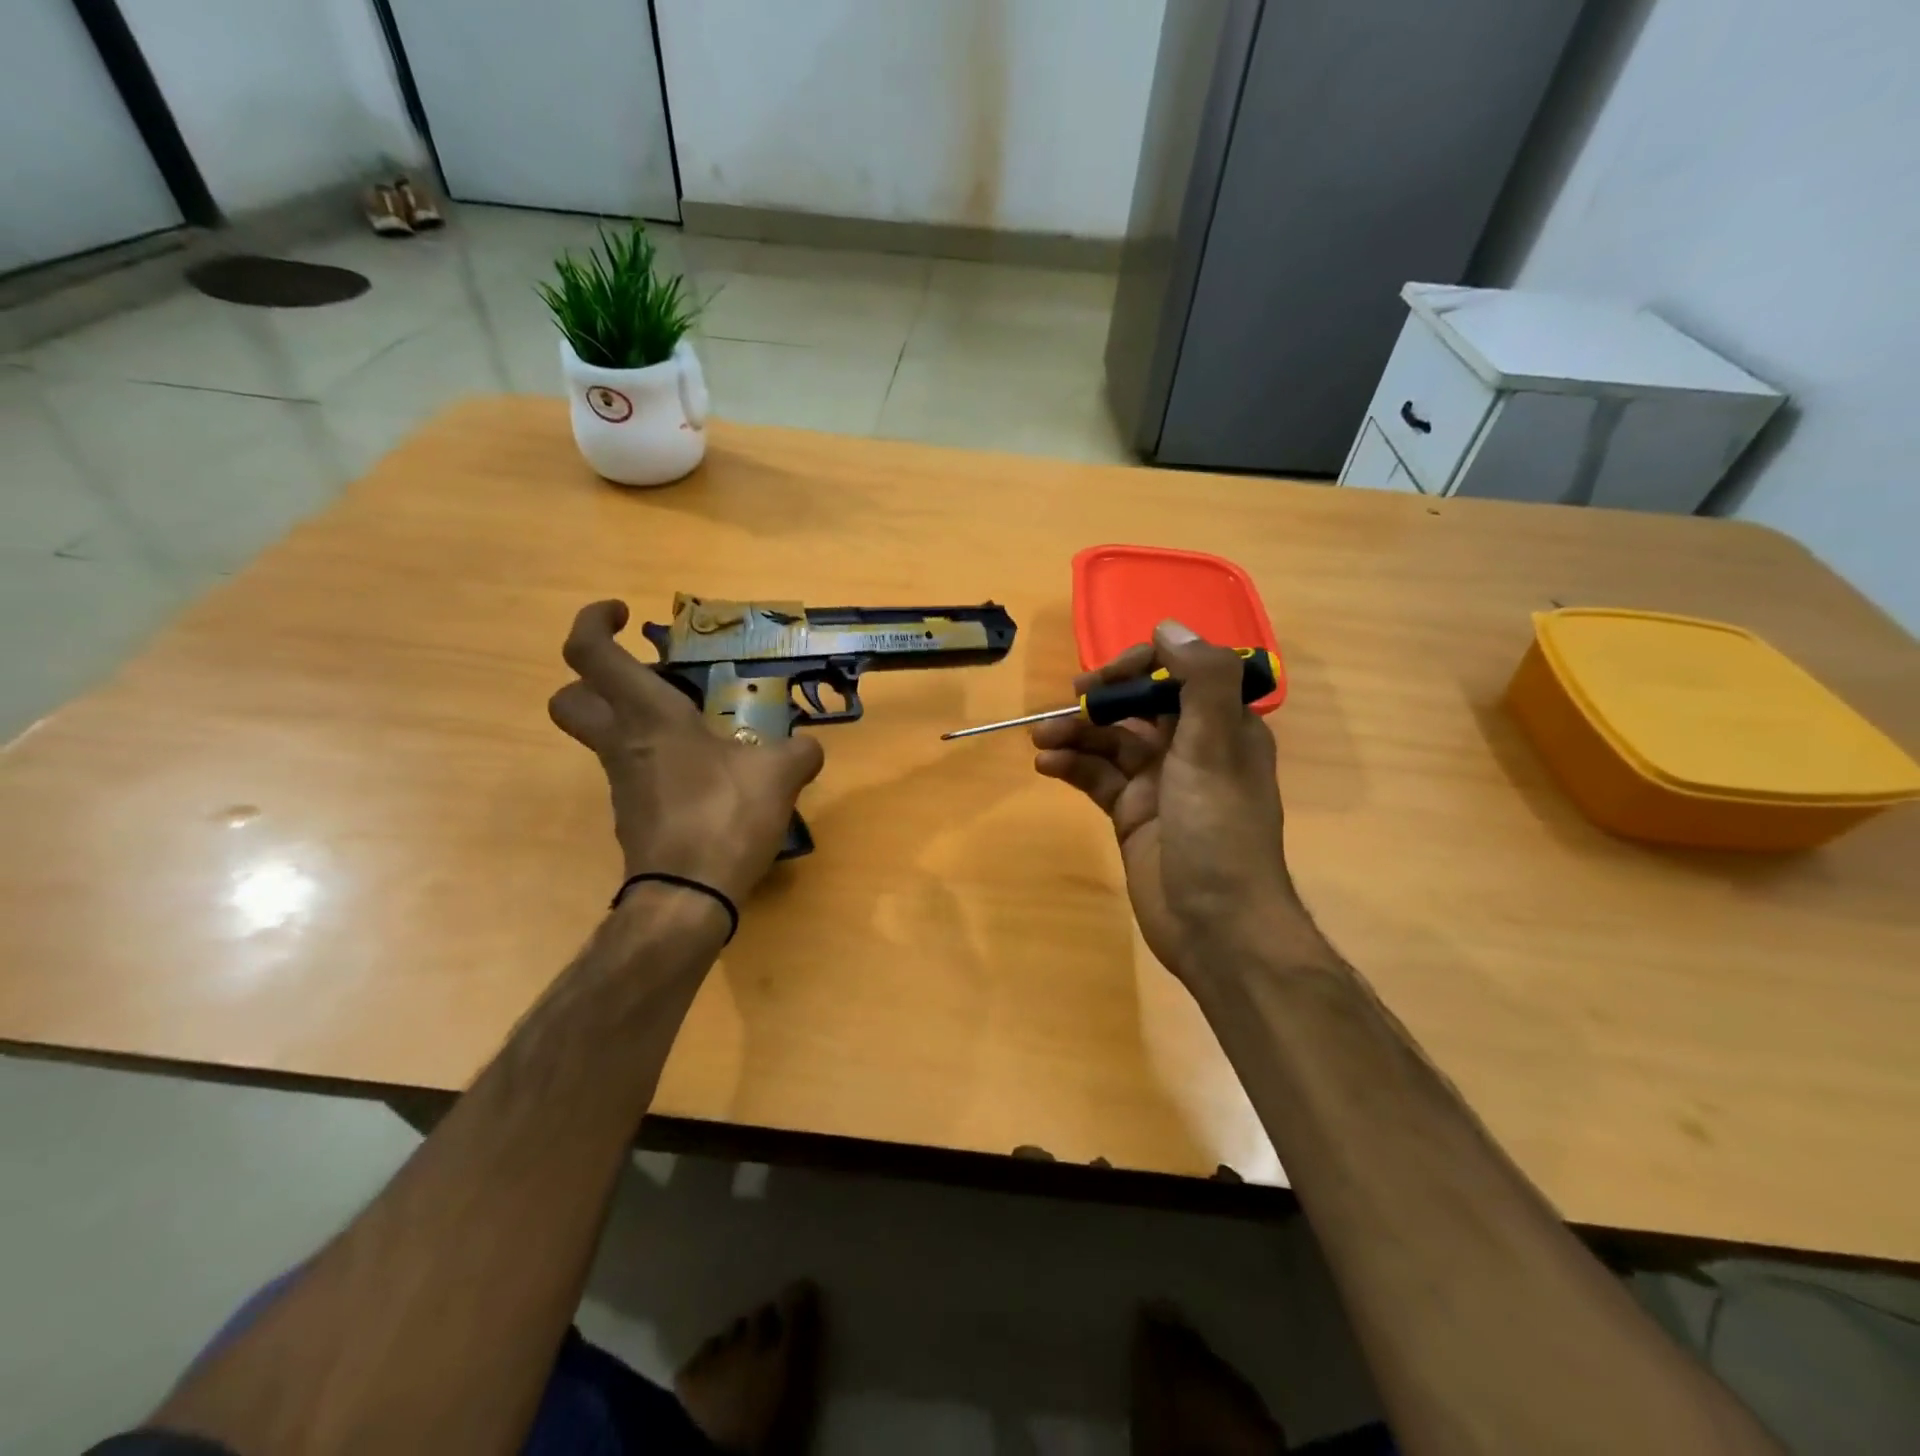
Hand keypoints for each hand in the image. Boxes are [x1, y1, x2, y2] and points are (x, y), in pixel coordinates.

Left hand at [550, 601, 824, 904]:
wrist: (688, 896)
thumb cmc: (724, 817)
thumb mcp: (779, 776)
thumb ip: (798, 752)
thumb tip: (807, 748)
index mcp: (649, 717)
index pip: (590, 654)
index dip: (593, 622)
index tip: (624, 613)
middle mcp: (623, 743)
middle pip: (570, 698)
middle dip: (593, 677)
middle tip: (647, 675)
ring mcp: (622, 782)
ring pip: (604, 736)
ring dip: (637, 720)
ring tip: (700, 727)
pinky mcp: (633, 814)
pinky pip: (636, 771)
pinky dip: (660, 760)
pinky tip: (708, 775)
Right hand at [1032, 621, 1295, 982]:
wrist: (1217, 927)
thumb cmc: (1219, 831)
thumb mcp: (1216, 748)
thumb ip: (1201, 681)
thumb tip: (1169, 625)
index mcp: (1222, 727)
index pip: (1178, 676)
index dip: (1141, 667)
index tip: (1106, 676)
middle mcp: (1192, 749)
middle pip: (1138, 709)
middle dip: (1101, 703)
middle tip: (1067, 705)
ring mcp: (1159, 784)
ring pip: (1111, 744)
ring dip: (1077, 736)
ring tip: (1040, 739)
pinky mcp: (1132, 815)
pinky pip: (1098, 779)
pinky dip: (1073, 768)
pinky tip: (1047, 767)